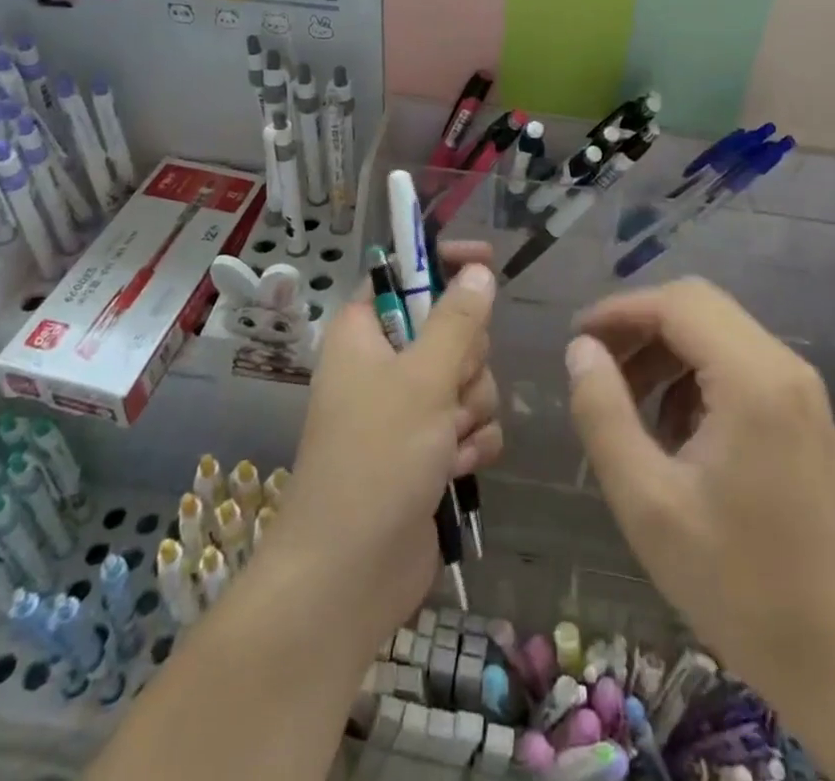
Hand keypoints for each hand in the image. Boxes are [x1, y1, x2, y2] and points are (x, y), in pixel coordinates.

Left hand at [277, 242, 502, 664]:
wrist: (350, 574)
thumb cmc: (376, 457)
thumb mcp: (422, 378)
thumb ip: (458, 320)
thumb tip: (478, 271)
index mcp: (364, 331)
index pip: (405, 274)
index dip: (444, 264)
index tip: (484, 261)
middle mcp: (384, 364)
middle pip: (451, 329)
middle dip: (466, 361)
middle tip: (449, 389)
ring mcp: (407, 410)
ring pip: (469, 379)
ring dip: (471, 409)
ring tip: (447, 441)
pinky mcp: (428, 451)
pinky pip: (471, 424)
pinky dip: (471, 444)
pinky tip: (455, 470)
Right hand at [565, 280, 834, 685]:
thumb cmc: (739, 583)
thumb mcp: (648, 502)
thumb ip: (604, 414)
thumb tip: (581, 349)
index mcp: (752, 379)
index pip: (676, 304)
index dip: (619, 311)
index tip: (576, 340)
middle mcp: (783, 366)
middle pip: (698, 306)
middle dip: (640, 326)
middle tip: (597, 366)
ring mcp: (799, 388)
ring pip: (717, 331)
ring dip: (664, 351)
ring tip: (626, 403)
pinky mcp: (802, 412)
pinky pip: (737, 362)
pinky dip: (694, 374)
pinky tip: (672, 429)